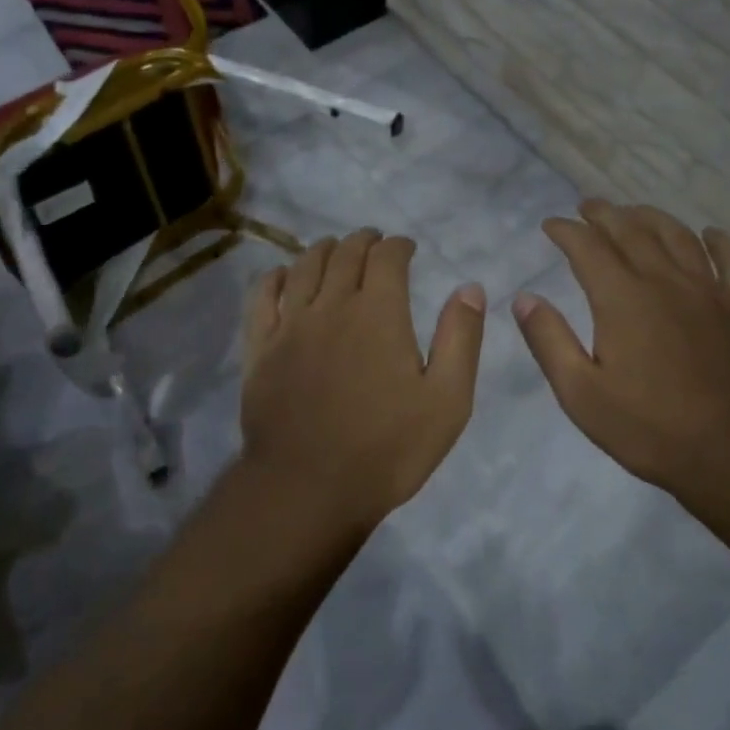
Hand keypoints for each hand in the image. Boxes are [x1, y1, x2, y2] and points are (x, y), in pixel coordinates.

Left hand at [240, 229, 485, 532]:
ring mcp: (290, 324)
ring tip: (334, 249)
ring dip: (323, 249)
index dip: (399, 245)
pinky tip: (285, 275)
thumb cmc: (387, 449)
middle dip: (363, 241)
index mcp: (379, 313)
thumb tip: (469, 287)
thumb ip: (460, 339)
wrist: (308, 488)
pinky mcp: (260, 347)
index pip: (387, 257)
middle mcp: (332, 305)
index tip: (407, 248)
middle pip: (345, 254)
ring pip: (304, 266)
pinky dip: (277, 276)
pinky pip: (263, 296)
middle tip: (374, 243)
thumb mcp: (447, 401)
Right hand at [513, 201, 729, 496]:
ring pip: (678, 237)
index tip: (551, 224)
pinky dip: (718, 242)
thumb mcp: (581, 394)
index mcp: (621, 298)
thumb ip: (550, 341)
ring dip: (652, 218)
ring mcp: (710, 291)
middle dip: (605, 214)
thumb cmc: (651, 428)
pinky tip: (710, 234)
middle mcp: (664, 281)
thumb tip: (524, 298)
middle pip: (631, 232)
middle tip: (588, 206)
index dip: (566, 230)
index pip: (587, 248)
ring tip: (635, 211)